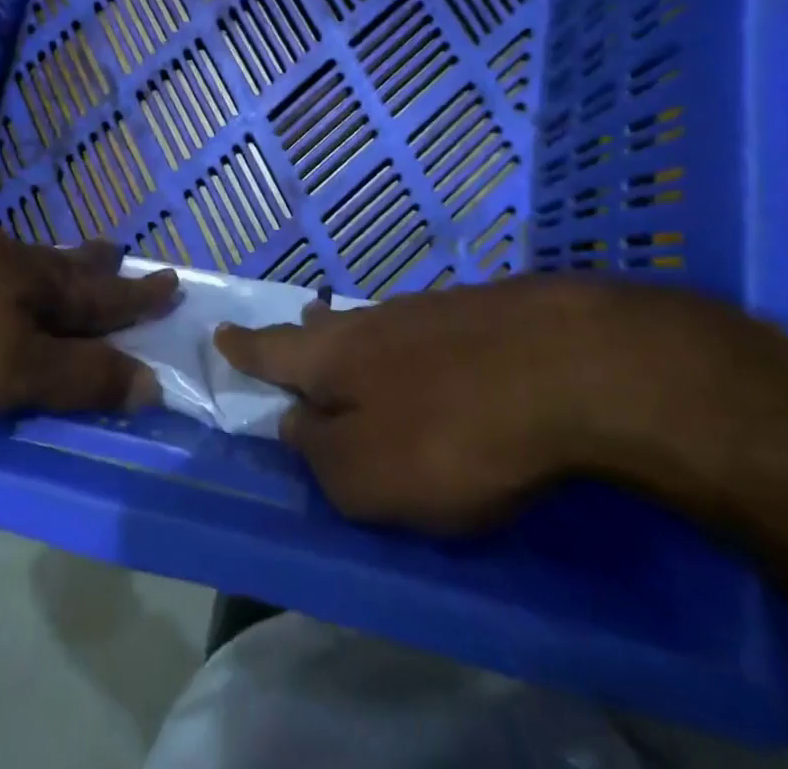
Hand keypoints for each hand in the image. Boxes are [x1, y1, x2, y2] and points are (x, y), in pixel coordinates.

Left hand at [0, 143, 176, 414]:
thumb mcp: (4, 365)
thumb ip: (74, 377)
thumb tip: (153, 384)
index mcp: (34, 288)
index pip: (100, 299)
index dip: (136, 302)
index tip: (172, 285)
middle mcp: (6, 260)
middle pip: (64, 264)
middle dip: (97, 269)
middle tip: (121, 253)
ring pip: (20, 254)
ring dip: (51, 260)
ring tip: (63, 257)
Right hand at [215, 279, 737, 533]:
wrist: (567, 365)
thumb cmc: (454, 433)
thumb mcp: (370, 476)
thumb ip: (321, 457)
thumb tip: (293, 427)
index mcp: (334, 358)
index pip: (272, 351)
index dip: (244, 348)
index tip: (220, 331)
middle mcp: (373, 322)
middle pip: (325, 328)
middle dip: (303, 335)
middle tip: (293, 332)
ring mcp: (430, 311)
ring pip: (376, 326)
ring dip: (357, 338)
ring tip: (350, 343)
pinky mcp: (481, 314)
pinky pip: (425, 330)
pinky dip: (412, 346)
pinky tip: (430, 357)